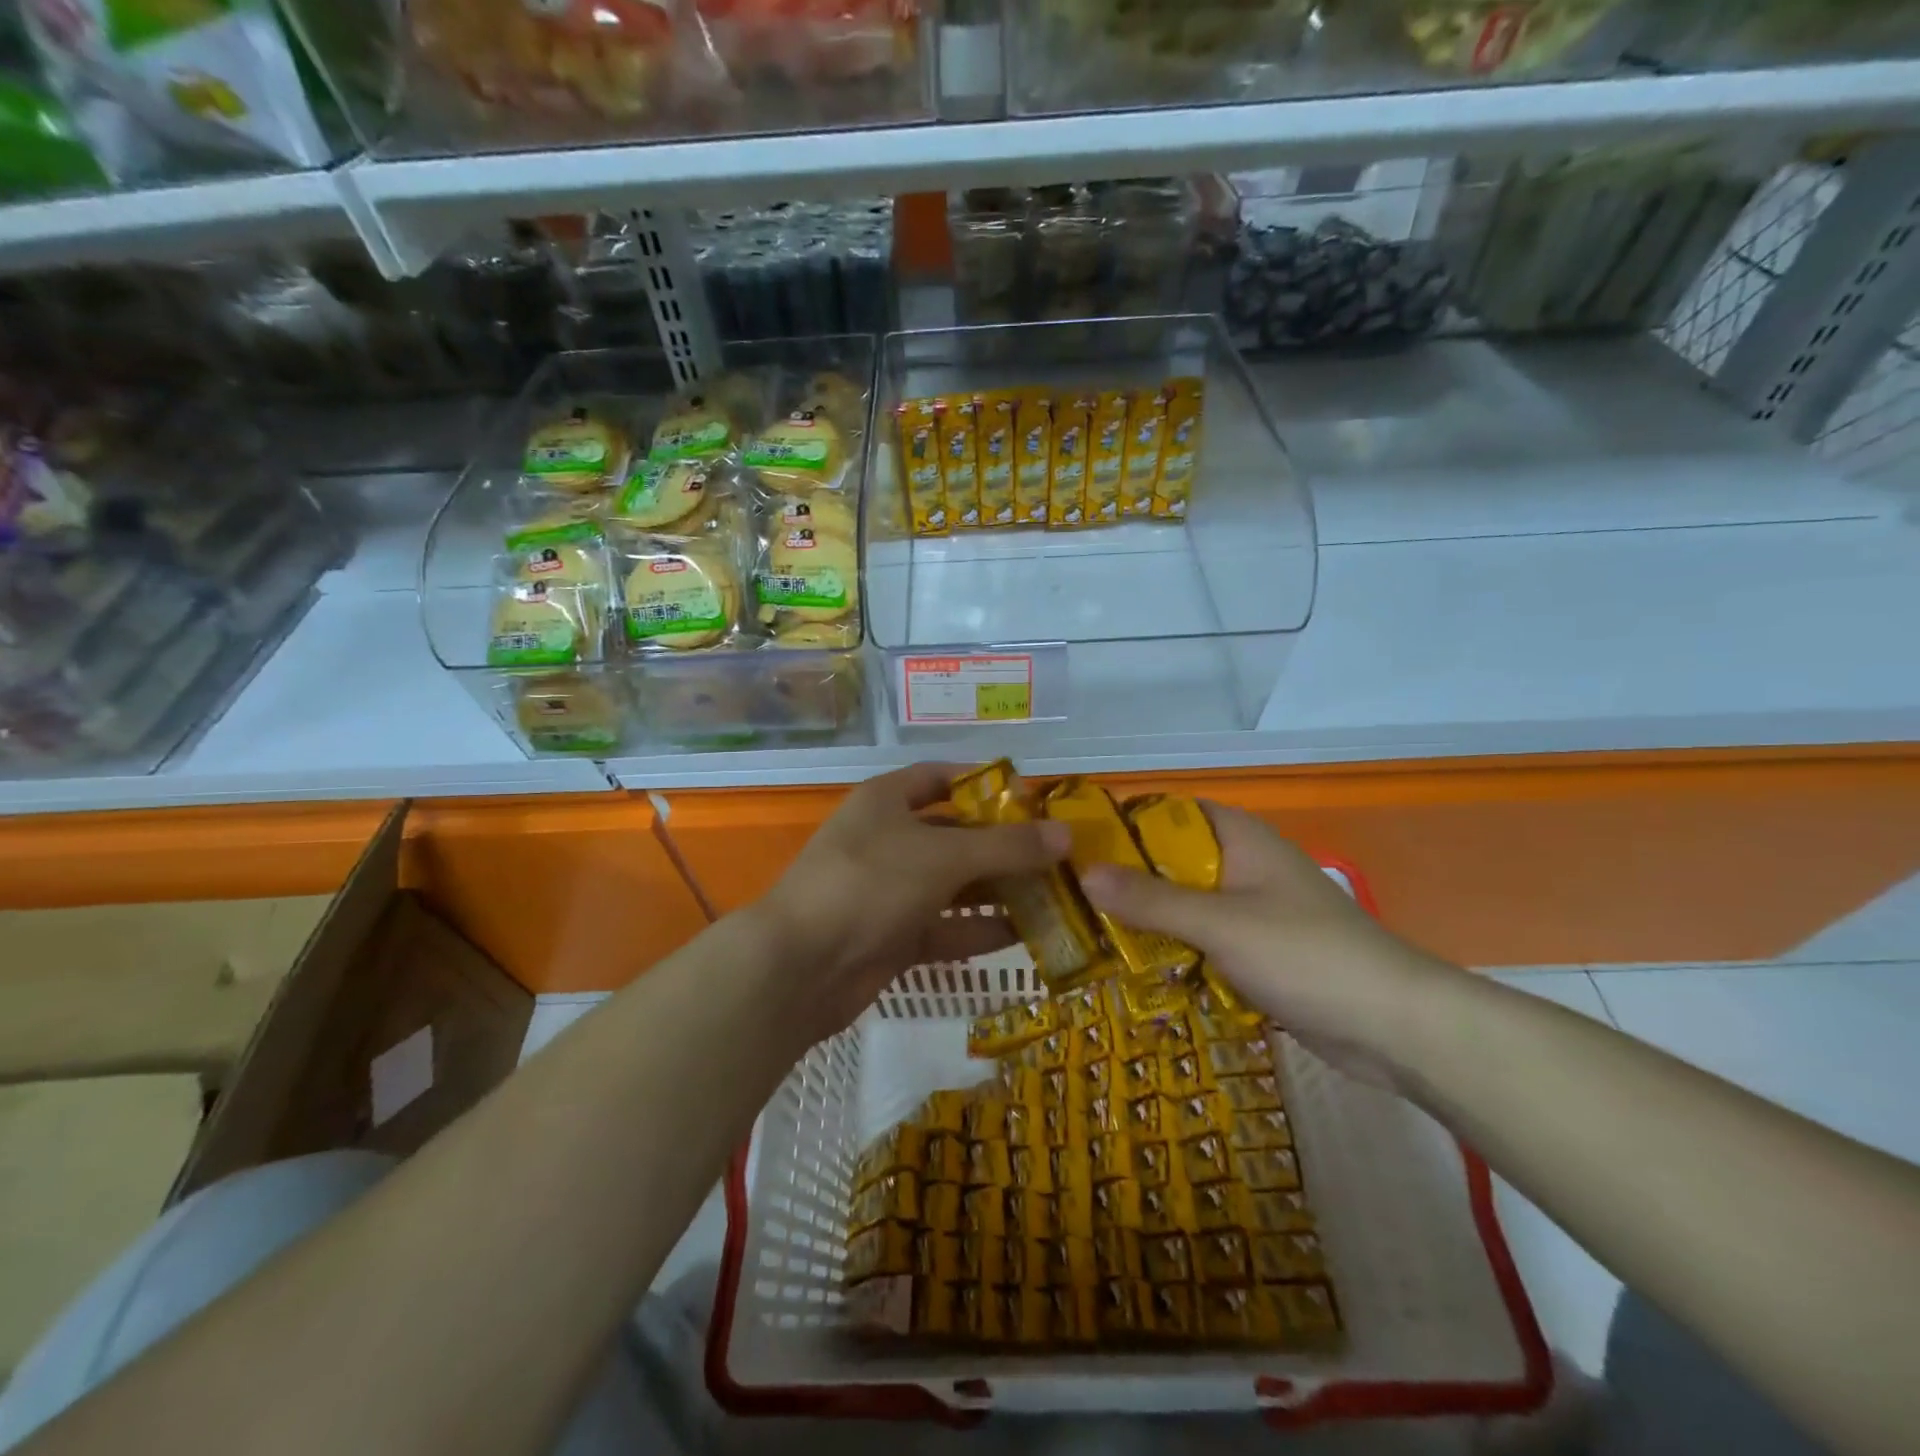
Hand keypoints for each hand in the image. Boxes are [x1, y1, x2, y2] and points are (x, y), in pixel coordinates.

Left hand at [756, 763, 1070, 1045]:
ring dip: (999, 891)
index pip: (942, 777)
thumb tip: (1067, 836)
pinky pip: (946, 927)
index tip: (1033, 800)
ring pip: (955, 884)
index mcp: (888, 801)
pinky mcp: (893, 936)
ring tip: (1055, 895)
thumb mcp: (944, 857)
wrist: (800, 968)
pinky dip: (980, 931)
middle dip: (1005, 846)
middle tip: (1058, 856)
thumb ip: (1007, 847)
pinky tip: (1026, 935)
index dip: (986, 784)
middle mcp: (889, 840)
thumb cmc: (870, 885)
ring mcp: (890, 891)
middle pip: (957, 834)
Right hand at [1080, 803, 1463, 1087]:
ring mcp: (1255, 910)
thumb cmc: (1305, 954)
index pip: (1170, 813)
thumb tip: (1083, 871)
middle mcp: (1245, 865)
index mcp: (1240, 839)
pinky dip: (1176, 949)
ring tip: (1091, 933)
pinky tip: (1139, 970)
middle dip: (1128, 878)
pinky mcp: (1261, 951)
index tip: (1077, 845)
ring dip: (1149, 918)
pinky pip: (1205, 939)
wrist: (1395, 1025)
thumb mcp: (1219, 923)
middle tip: (1072, 897)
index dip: (1125, 823)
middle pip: (1173, 860)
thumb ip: (1151, 900)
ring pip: (1187, 903)